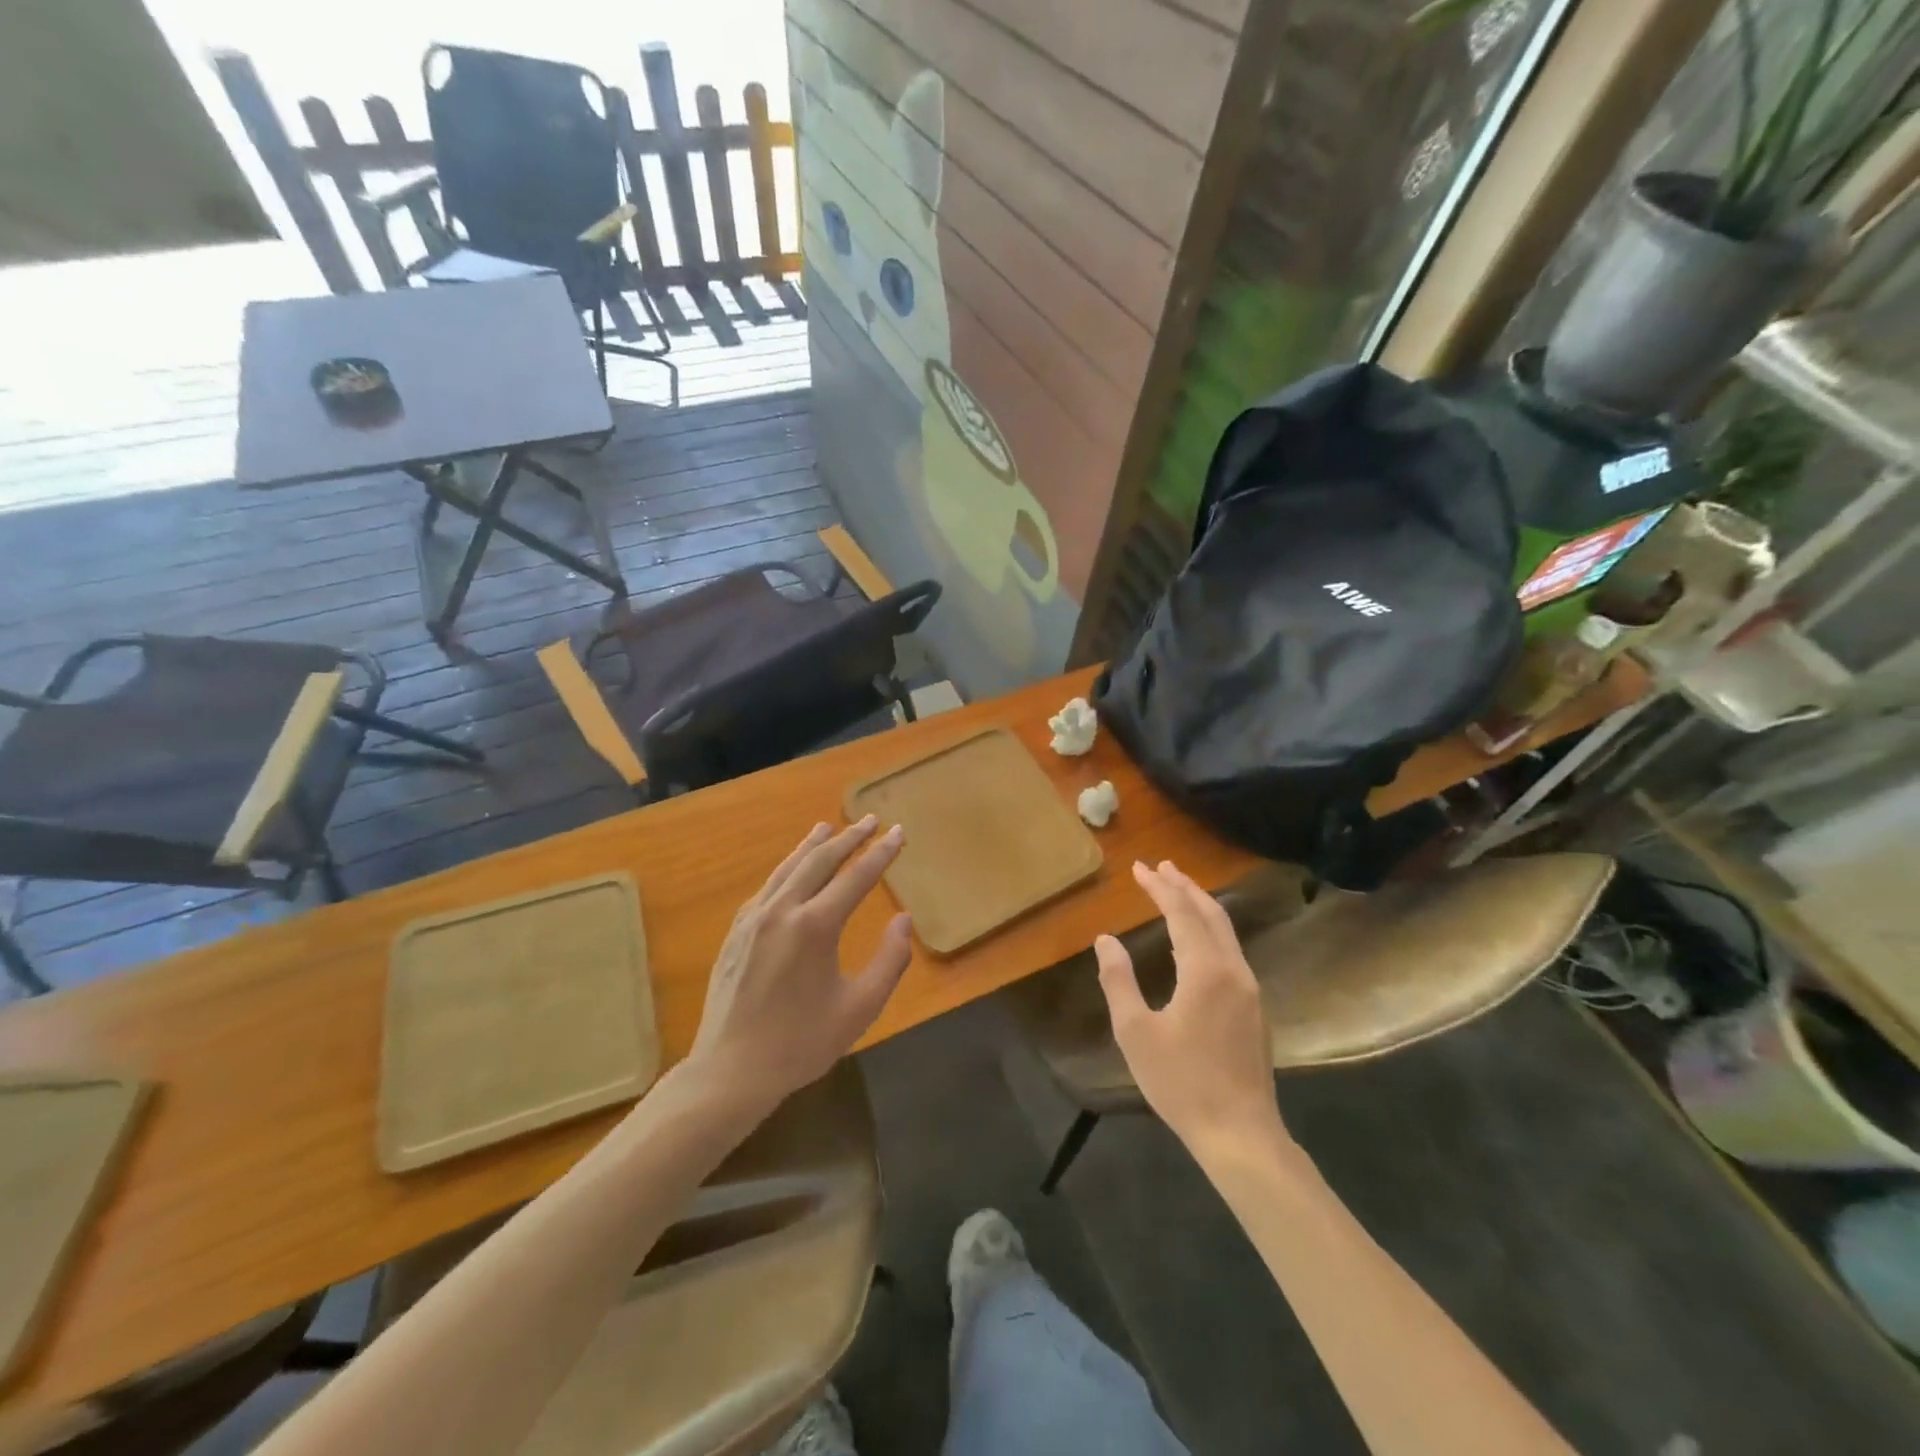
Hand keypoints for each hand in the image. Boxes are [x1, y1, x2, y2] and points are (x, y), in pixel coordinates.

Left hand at [687, 817, 912, 1113]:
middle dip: (849, 838)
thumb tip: (903, 919)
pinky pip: (768, 886)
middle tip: (870, 820)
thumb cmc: (802, 1043)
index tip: (898, 832)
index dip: (881, 853)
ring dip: (813, 845)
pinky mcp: (737, 931)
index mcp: (815, 926)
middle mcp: (783, 910)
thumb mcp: (859, 1008)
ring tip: (829, 827)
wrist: (731, 1070)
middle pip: (820, 861)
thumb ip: (889, 960)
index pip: (856, 877)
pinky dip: (787, 868)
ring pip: (789, 868)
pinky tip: (793, 869)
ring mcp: (754, 918)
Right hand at [1095, 860, 1289, 1162]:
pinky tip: (1195, 941)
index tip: (1140, 868)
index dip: (1160, 887)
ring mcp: (1249, 990)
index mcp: (1205, 970)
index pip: (1181, 913)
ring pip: (1226, 932)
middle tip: (1162, 867)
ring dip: (1200, 907)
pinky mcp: (1254, 1009)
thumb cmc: (1182, 1082)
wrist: (1240, 1134)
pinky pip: (1231, 952)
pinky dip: (1210, 931)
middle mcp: (1233, 970)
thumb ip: (1118, 980)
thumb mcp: (1135, 1032)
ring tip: (1177, 891)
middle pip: (1211, 914)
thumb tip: (1106, 940)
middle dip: (1185, 887)